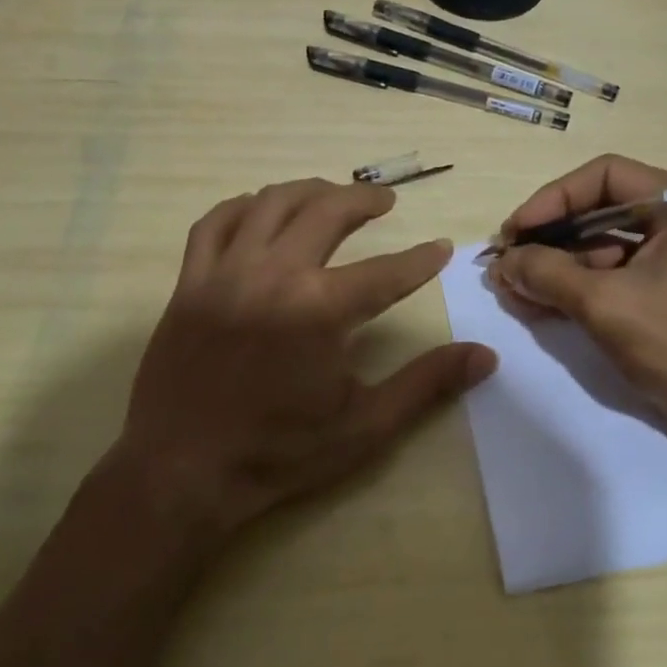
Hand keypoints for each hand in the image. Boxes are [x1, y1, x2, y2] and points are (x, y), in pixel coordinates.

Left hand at [108, 178, 495, 540]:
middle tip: (385, 201)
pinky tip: (259, 208)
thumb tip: (485, 356)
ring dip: (309, 191)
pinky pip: (214, 223)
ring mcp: (225, 274)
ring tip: (332, 194)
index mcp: (319, 311)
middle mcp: (273, 276)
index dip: (420, 259)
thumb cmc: (279, 453)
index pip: (386, 272)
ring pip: (271, 203)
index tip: (440, 247)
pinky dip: (242, 206)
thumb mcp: (366, 426)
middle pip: (326, 212)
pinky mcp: (190, 283)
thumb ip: (427, 383)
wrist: (182, 475)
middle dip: (363, 200)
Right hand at [488, 154, 666, 455]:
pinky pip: (615, 276)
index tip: (513, 232)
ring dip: (557, 267)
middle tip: (506, 262)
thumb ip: (547, 273)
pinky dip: (578, 288)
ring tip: (512, 289)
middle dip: (550, 239)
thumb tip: (502, 262)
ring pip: (603, 246)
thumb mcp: (607, 304)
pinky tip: (538, 304)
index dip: (552, 200)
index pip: (605, 177)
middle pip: (601, 210)